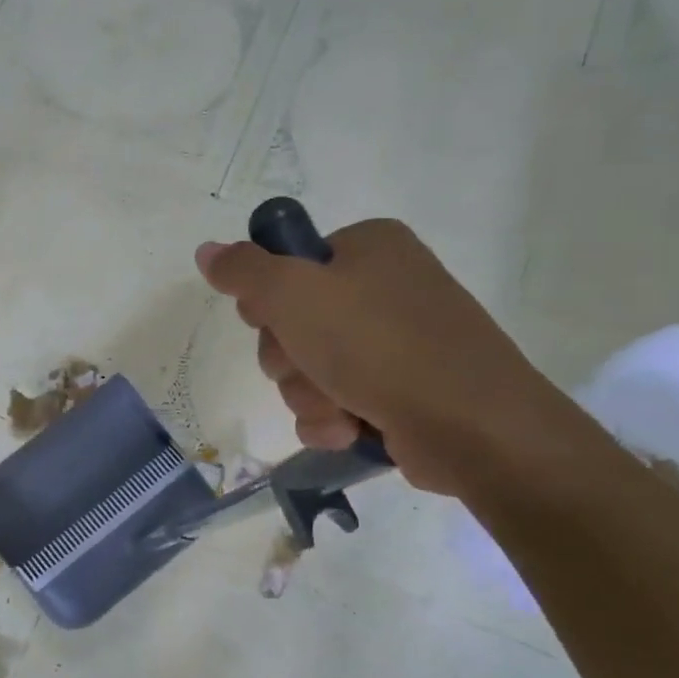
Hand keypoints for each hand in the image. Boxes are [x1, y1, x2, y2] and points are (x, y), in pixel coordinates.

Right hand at [195, 219, 579, 496]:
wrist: (472, 427)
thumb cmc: (379, 346)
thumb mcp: (294, 295)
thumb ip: (243, 270)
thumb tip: (206, 250)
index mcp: (368, 248)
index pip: (286, 266)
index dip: (268, 300)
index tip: (272, 321)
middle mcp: (384, 287)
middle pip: (291, 323)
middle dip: (289, 360)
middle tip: (308, 368)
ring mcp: (395, 341)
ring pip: (308, 369)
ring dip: (307, 395)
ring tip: (338, 408)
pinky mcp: (400, 390)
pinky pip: (334, 401)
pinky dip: (331, 418)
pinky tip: (347, 429)